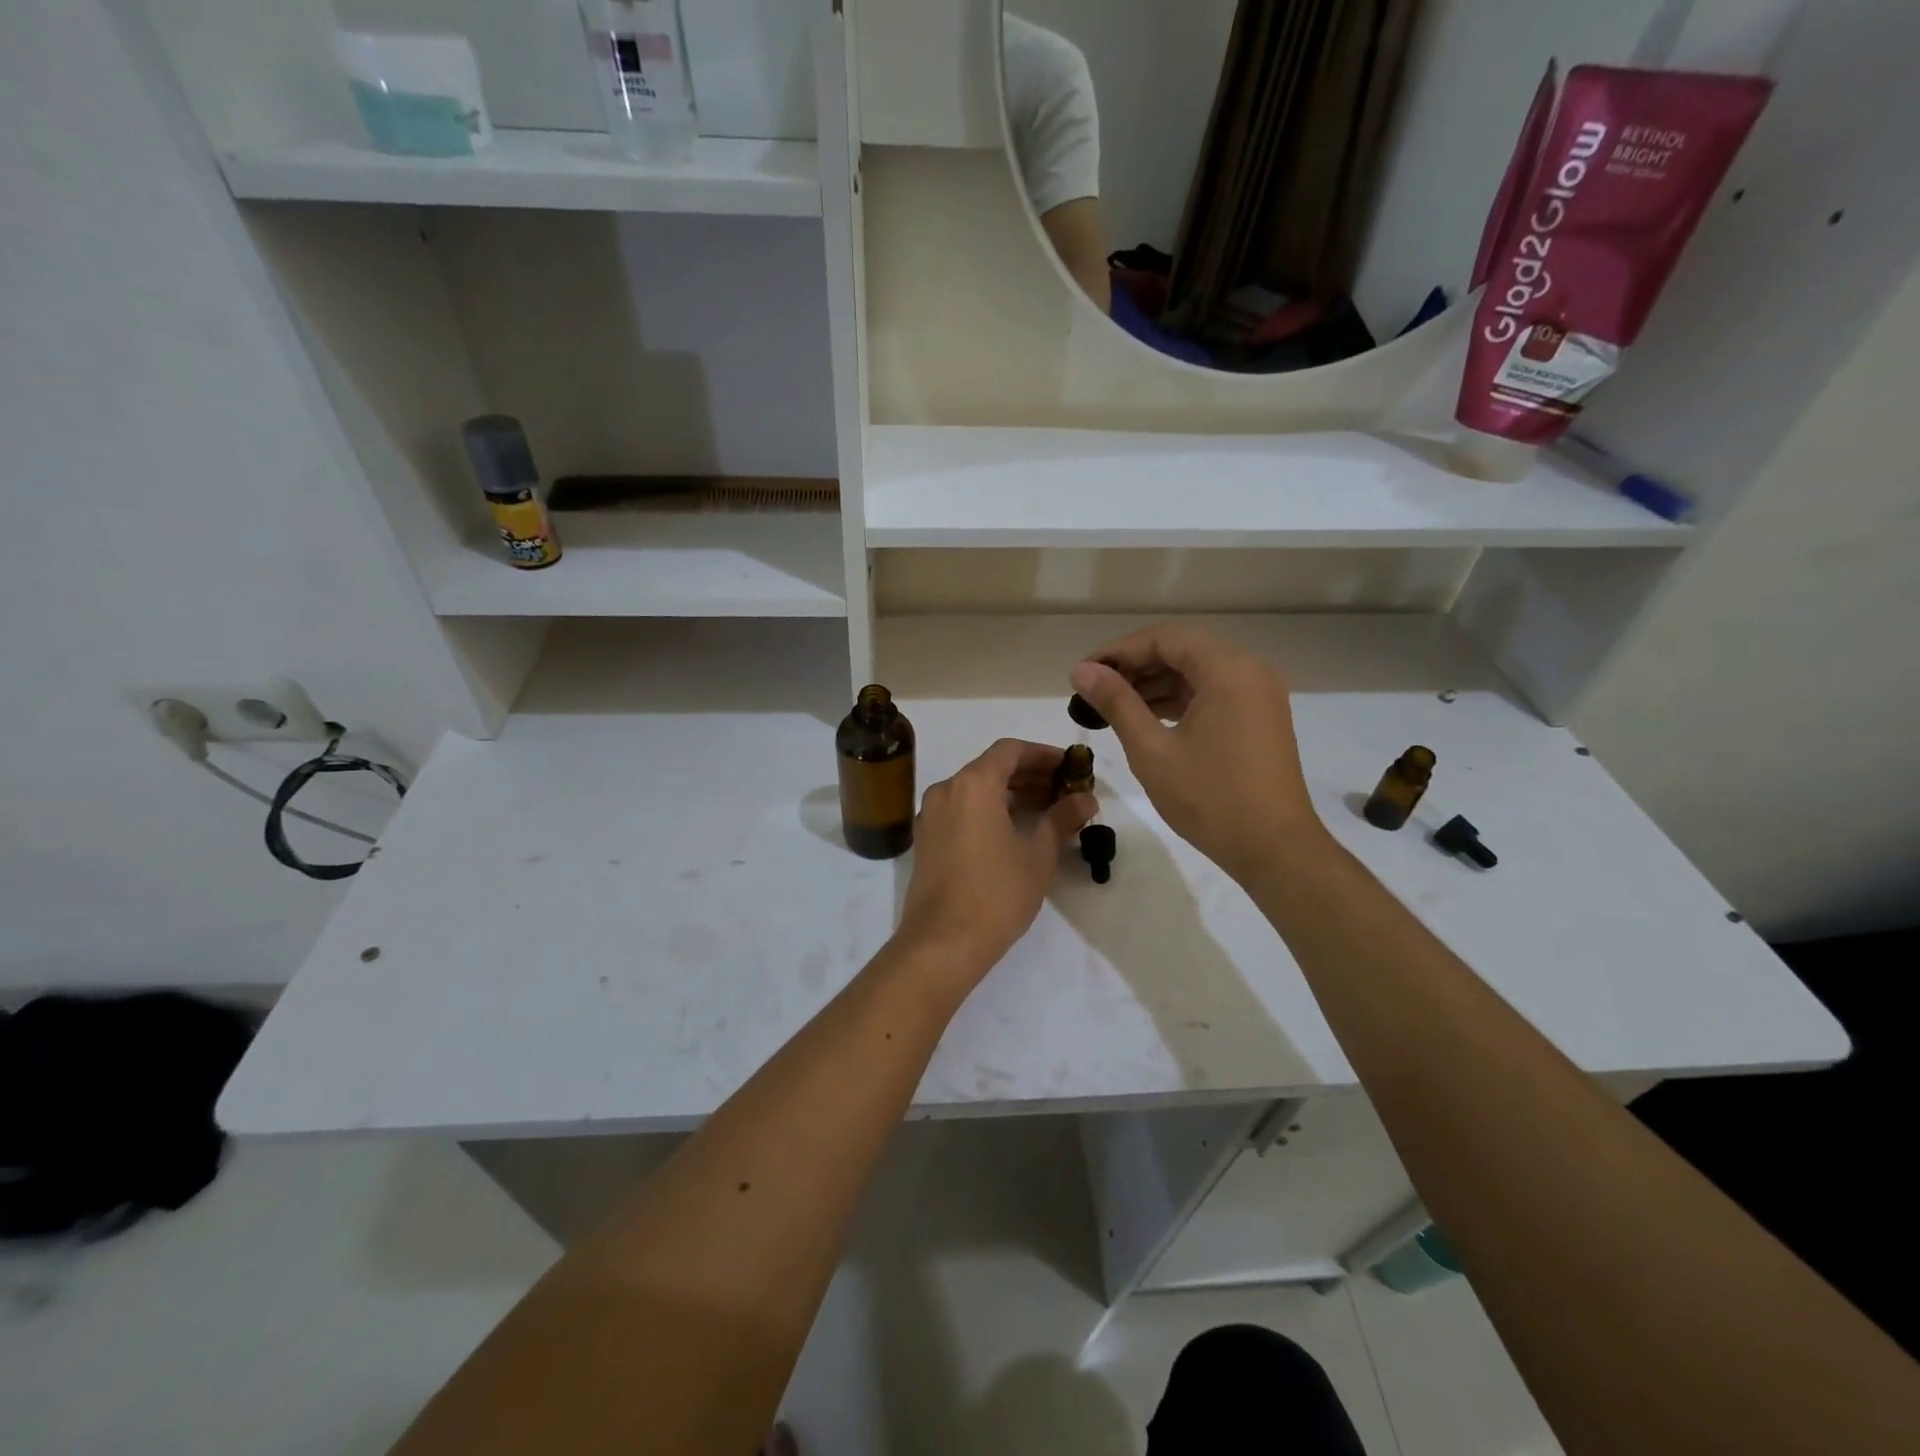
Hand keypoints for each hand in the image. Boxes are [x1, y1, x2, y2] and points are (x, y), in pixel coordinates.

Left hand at [895, 739, 1097, 982]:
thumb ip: (1062, 818)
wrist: (942, 943)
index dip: (1043, 754)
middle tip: (1065, 790)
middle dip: (1030, 775)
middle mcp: (946, 790)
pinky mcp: (927, 840)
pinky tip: (1016, 830)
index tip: (1069, 767)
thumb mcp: (1038, 854)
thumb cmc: (996, 893)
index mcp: (973, 784)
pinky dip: (990, 810)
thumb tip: (1086, 798)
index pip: (1010, 751)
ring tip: (1047, 810)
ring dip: (1011, 794)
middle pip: (991, 768)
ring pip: (976, 790)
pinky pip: (962, 810)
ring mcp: (931, 815)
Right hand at [1070, 624, 1320, 883]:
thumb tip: (1082, 671)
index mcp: (1228, 669)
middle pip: (1182, 650)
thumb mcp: (1152, 750)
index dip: (1118, 651)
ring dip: (1154, 683)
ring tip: (1110, 705)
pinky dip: (1177, 700)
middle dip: (1134, 666)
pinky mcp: (1259, 717)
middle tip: (1092, 689)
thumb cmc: (1210, 798)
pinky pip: (1211, 693)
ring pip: (1196, 672)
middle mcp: (1249, 669)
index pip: (1164, 638)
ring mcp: (1258, 694)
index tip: (1082, 672)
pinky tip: (1145, 718)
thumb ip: (1116, 703)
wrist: (1275, 850)